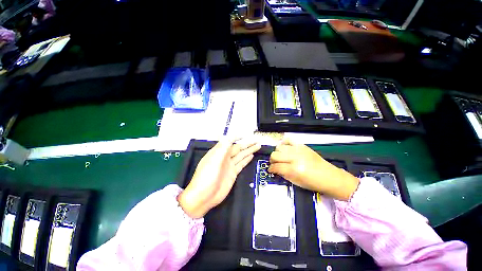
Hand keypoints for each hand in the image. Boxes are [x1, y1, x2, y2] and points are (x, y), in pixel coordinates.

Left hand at [178, 138, 260, 217]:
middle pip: (238, 148)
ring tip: (257, 146)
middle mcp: (224, 157)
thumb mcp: (214, 160)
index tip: (244, 134)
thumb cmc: (206, 177)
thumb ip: (223, 148)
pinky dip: (246, 159)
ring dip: (249, 150)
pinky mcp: (233, 173)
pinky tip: (251, 155)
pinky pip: (241, 164)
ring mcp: (229, 166)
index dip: (236, 137)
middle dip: (247, 144)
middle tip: (256, 141)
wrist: (204, 196)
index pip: (229, 142)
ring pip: (241, 155)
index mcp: (218, 152)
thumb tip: (229, 137)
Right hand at [268, 138, 359, 200]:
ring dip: (277, 153)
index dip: (271, 169)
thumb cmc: (312, 183)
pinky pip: (289, 140)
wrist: (329, 176)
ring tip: (280, 157)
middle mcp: (295, 157)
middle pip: (275, 155)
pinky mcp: (302, 145)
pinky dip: (284, 143)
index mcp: (293, 169)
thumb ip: (283, 174)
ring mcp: (299, 150)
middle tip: (274, 164)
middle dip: (272, 160)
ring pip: (279, 147)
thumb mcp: (295, 182)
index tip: (270, 170)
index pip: (276, 166)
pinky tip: (284, 148)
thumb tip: (275, 169)